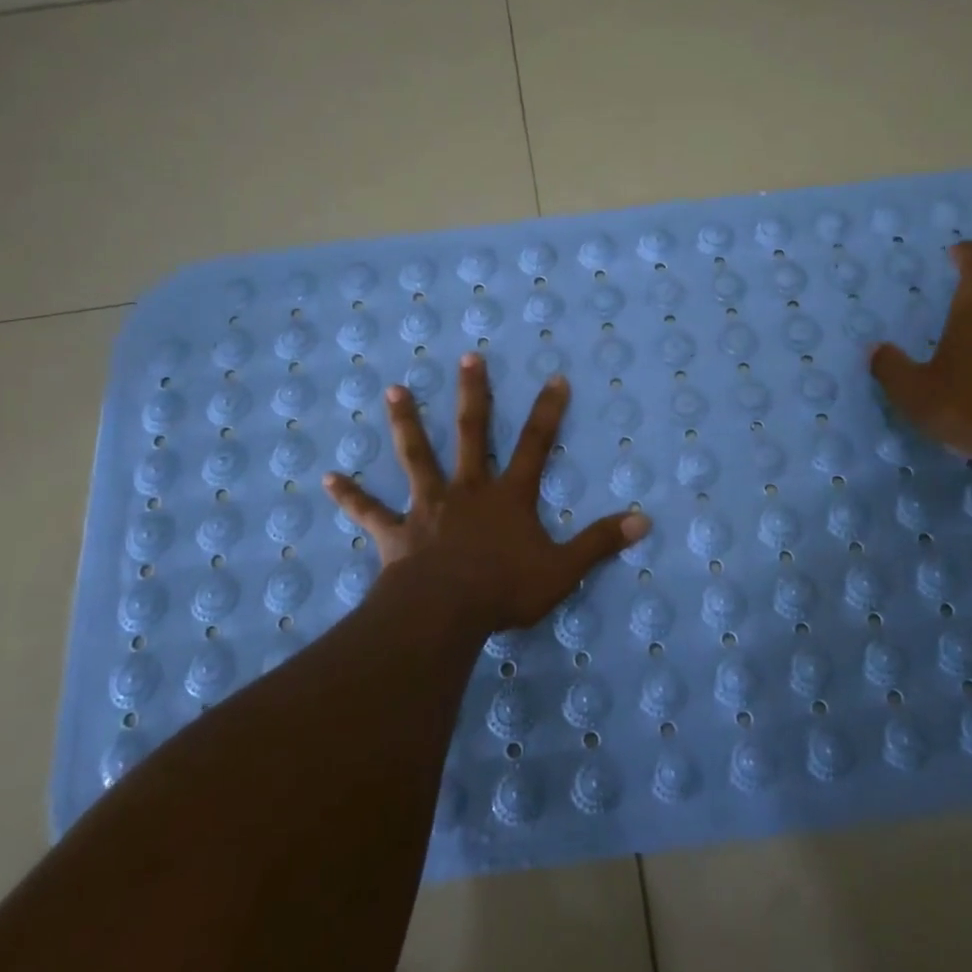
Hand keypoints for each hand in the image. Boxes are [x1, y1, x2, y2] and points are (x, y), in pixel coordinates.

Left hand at [323, 353, 650, 632]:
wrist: (443, 614)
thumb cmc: (504, 591)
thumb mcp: (563, 570)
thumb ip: (600, 543)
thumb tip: (644, 520)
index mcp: (508, 497)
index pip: (535, 445)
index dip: (548, 412)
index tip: (555, 377)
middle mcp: (467, 490)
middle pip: (472, 434)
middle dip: (473, 395)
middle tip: (468, 357)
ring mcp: (428, 507)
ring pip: (416, 456)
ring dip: (406, 424)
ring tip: (393, 391)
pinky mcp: (397, 532)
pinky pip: (369, 511)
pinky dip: (349, 496)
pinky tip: (326, 478)